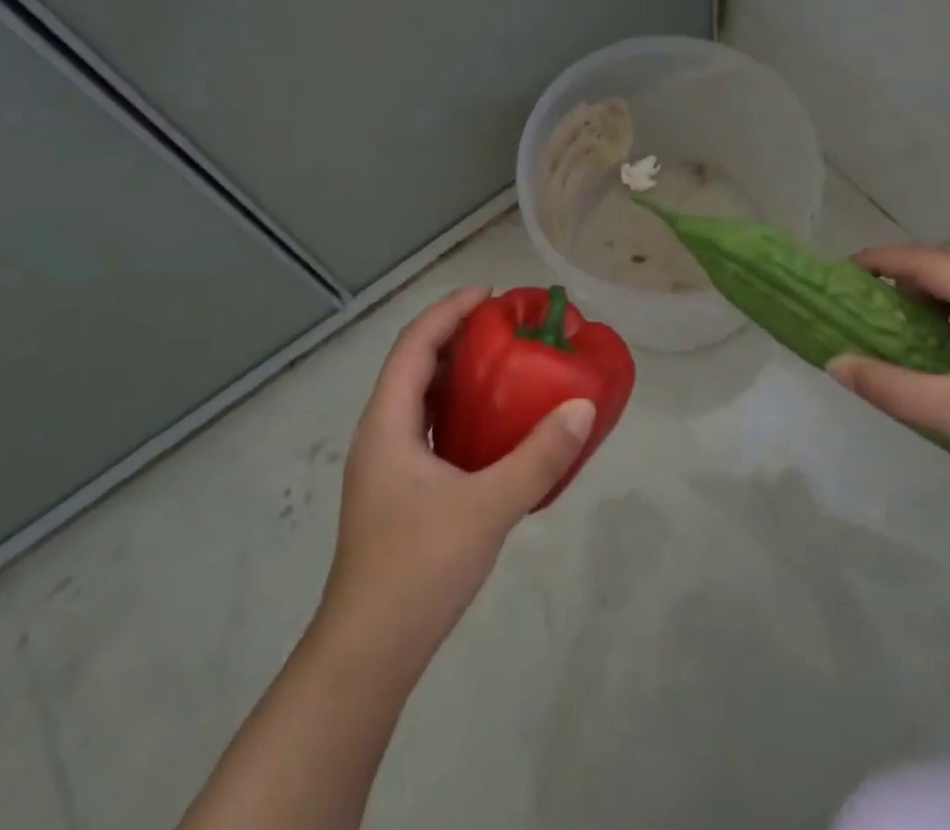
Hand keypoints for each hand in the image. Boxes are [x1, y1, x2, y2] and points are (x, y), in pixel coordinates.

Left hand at [317, 287, 595, 665]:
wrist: (368, 655)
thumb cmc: (418, 568)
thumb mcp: (487, 507)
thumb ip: (538, 457)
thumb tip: (582, 406)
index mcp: (387, 423)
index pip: (415, 344)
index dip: (449, 311)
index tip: (491, 295)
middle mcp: (380, 434)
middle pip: (414, 365)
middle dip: (456, 335)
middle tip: (505, 326)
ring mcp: (385, 466)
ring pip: (419, 399)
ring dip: (455, 373)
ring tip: (502, 365)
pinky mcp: (397, 492)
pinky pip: (427, 429)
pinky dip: (457, 411)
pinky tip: (490, 428)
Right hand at [826, 241, 949, 511]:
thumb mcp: (947, 412)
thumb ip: (887, 384)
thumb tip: (835, 363)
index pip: (933, 261)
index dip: (887, 258)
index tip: (850, 269)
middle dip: (916, 265)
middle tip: (885, 294)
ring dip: (940, 287)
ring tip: (911, 321)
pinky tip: (949, 349)